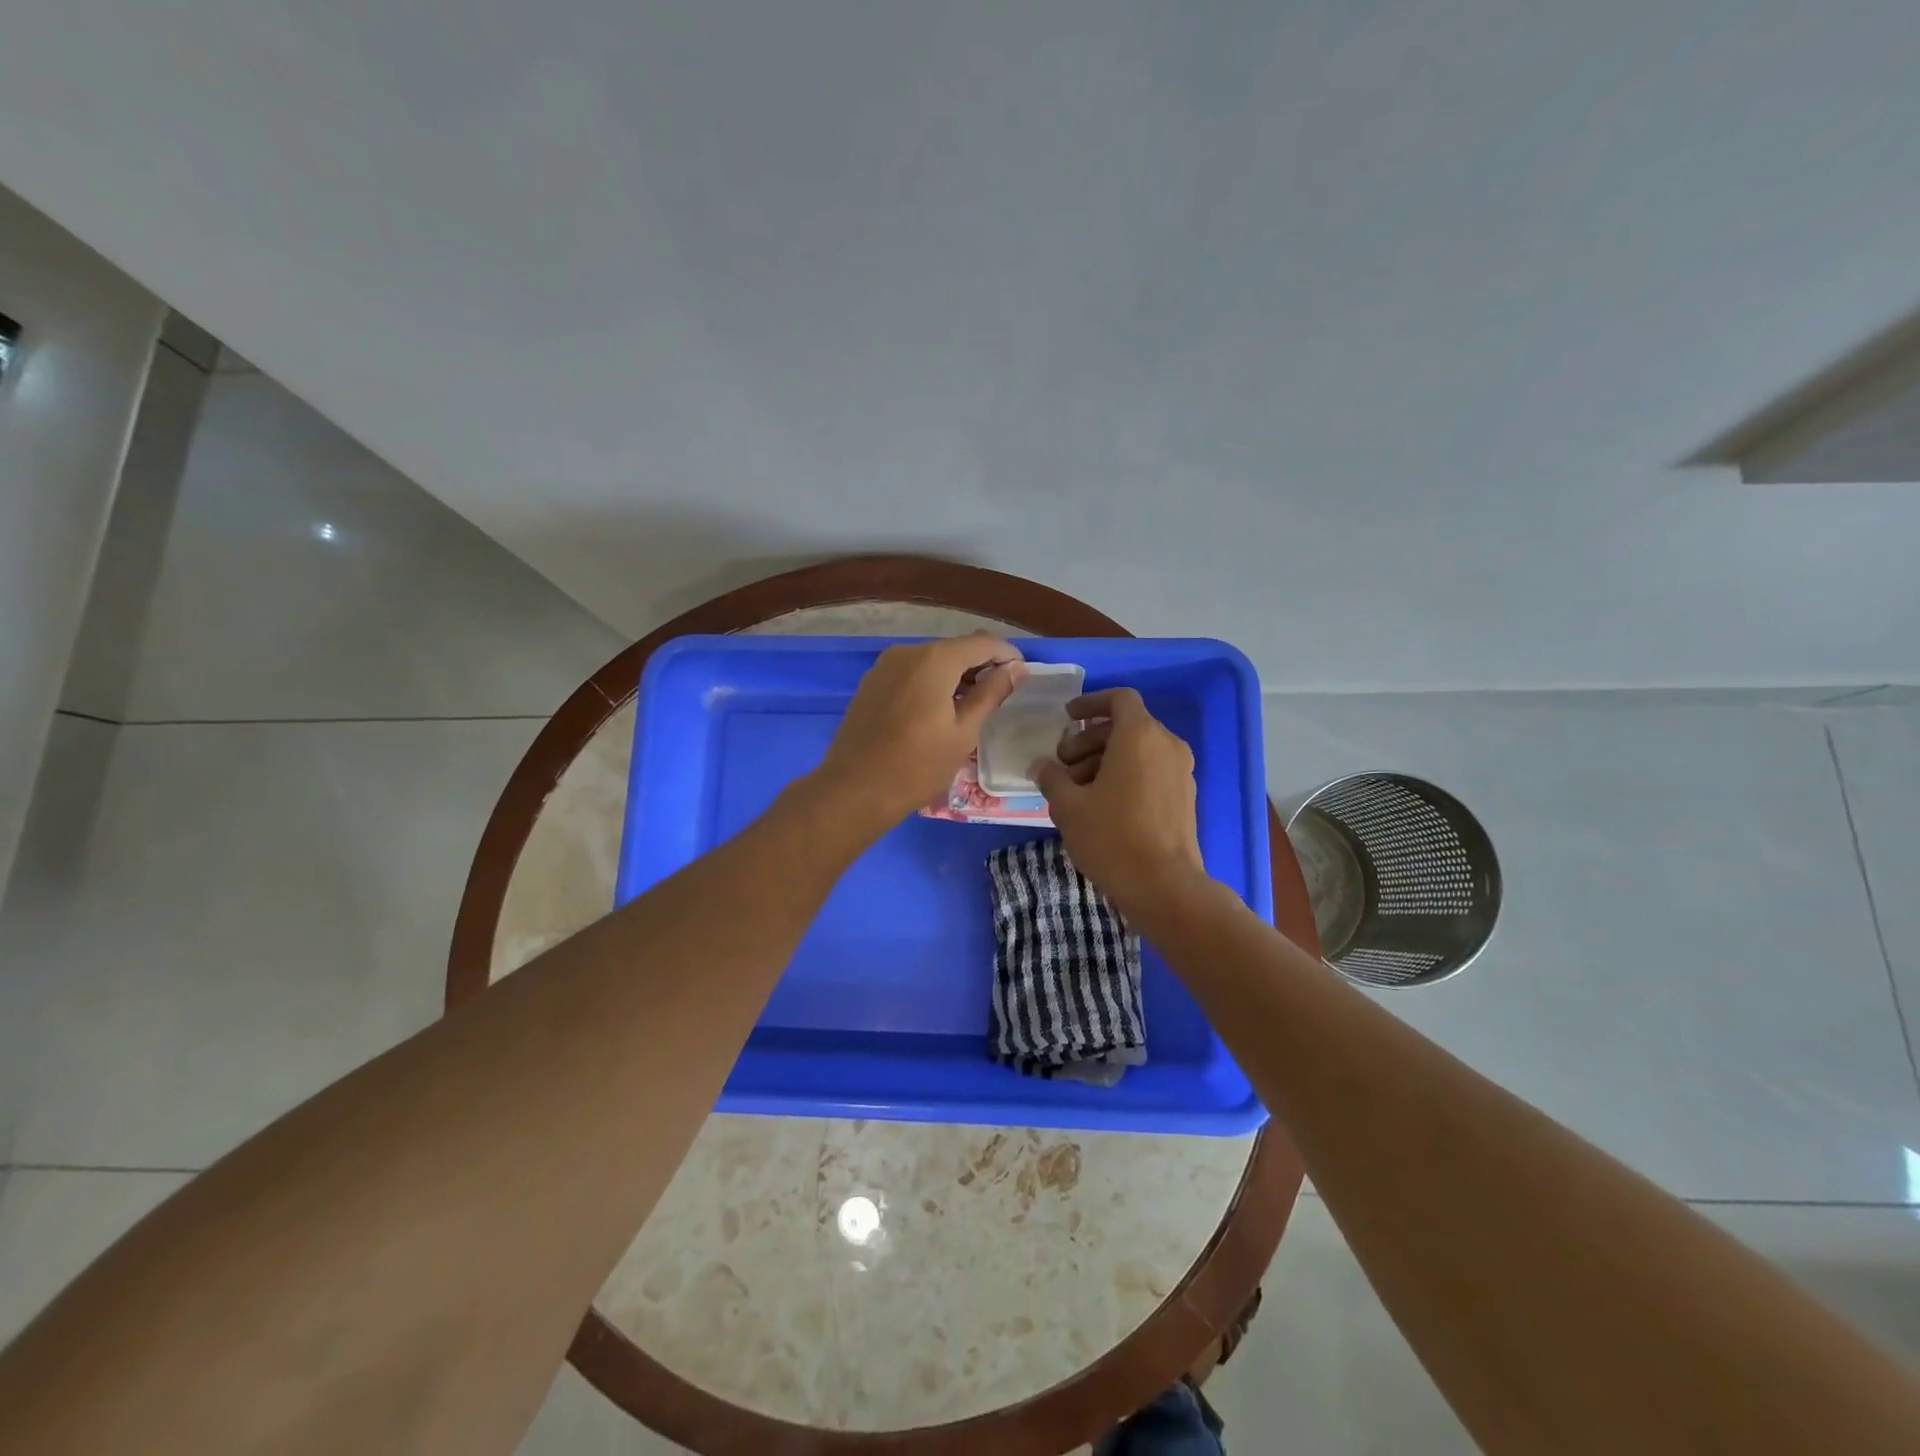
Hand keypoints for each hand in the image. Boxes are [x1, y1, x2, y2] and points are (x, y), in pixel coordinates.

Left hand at [813, 633, 1026, 829]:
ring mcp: (884, 666)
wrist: (854, 790)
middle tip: (1001, 694)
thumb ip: (991, 694)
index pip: (982, 643)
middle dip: (981, 665)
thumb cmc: (917, 765)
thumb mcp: (963, 732)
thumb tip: (1016, 668)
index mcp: (934, 660)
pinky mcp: (871, 683)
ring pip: (931, 660)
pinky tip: (939, 709)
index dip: (1007, 654)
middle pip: (955, 649)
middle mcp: (907, 652)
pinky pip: (911, 673)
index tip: (1023, 674)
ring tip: (972, 705)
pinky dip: (931, 682)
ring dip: (955, 675)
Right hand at [1030, 687, 1207, 921]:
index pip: (1119, 699)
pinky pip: (1151, 771)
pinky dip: (1125, 776)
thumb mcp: (1068, 806)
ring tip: (1076, 791)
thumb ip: (1051, 777)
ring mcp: (1181, 772)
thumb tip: (1041, 766)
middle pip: (1125, 726)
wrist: (1164, 886)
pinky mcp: (1184, 798)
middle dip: (1089, 740)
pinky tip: (1101, 806)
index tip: (1066, 719)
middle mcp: (1167, 745)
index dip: (1090, 703)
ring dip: (1104, 760)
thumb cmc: (1111, 837)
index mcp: (1140, 735)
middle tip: (1063, 766)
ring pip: (1138, 750)